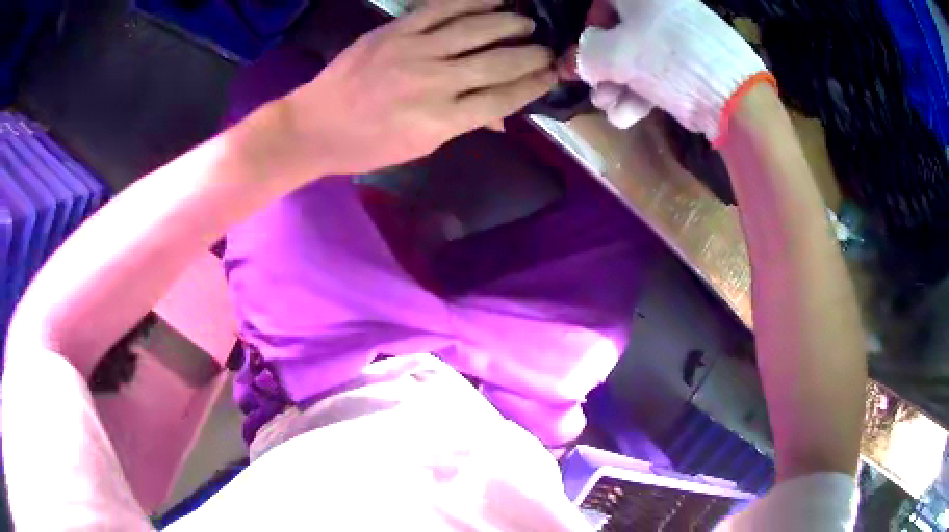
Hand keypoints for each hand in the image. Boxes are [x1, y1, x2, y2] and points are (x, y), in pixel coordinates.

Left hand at [280, 0, 555, 176]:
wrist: (315, 126)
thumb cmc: (367, 146)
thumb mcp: (420, 147)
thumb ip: (464, 124)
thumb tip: (504, 116)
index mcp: (443, 121)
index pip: (504, 97)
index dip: (534, 83)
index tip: (552, 74)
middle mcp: (435, 83)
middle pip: (499, 62)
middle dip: (531, 53)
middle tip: (547, 48)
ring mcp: (415, 52)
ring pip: (477, 30)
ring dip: (510, 22)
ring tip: (527, 21)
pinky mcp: (395, 32)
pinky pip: (441, 9)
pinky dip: (472, 1)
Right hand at [570, 0, 769, 140]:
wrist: (733, 95)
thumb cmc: (666, 58)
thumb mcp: (616, 54)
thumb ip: (586, 55)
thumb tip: (576, 62)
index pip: (605, 1)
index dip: (590, 24)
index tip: (585, 50)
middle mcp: (662, 10)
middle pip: (622, 34)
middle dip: (603, 66)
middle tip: (594, 90)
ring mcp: (681, 38)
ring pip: (640, 57)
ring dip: (618, 85)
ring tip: (608, 108)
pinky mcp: (694, 65)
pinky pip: (661, 72)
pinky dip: (641, 93)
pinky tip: (627, 117)